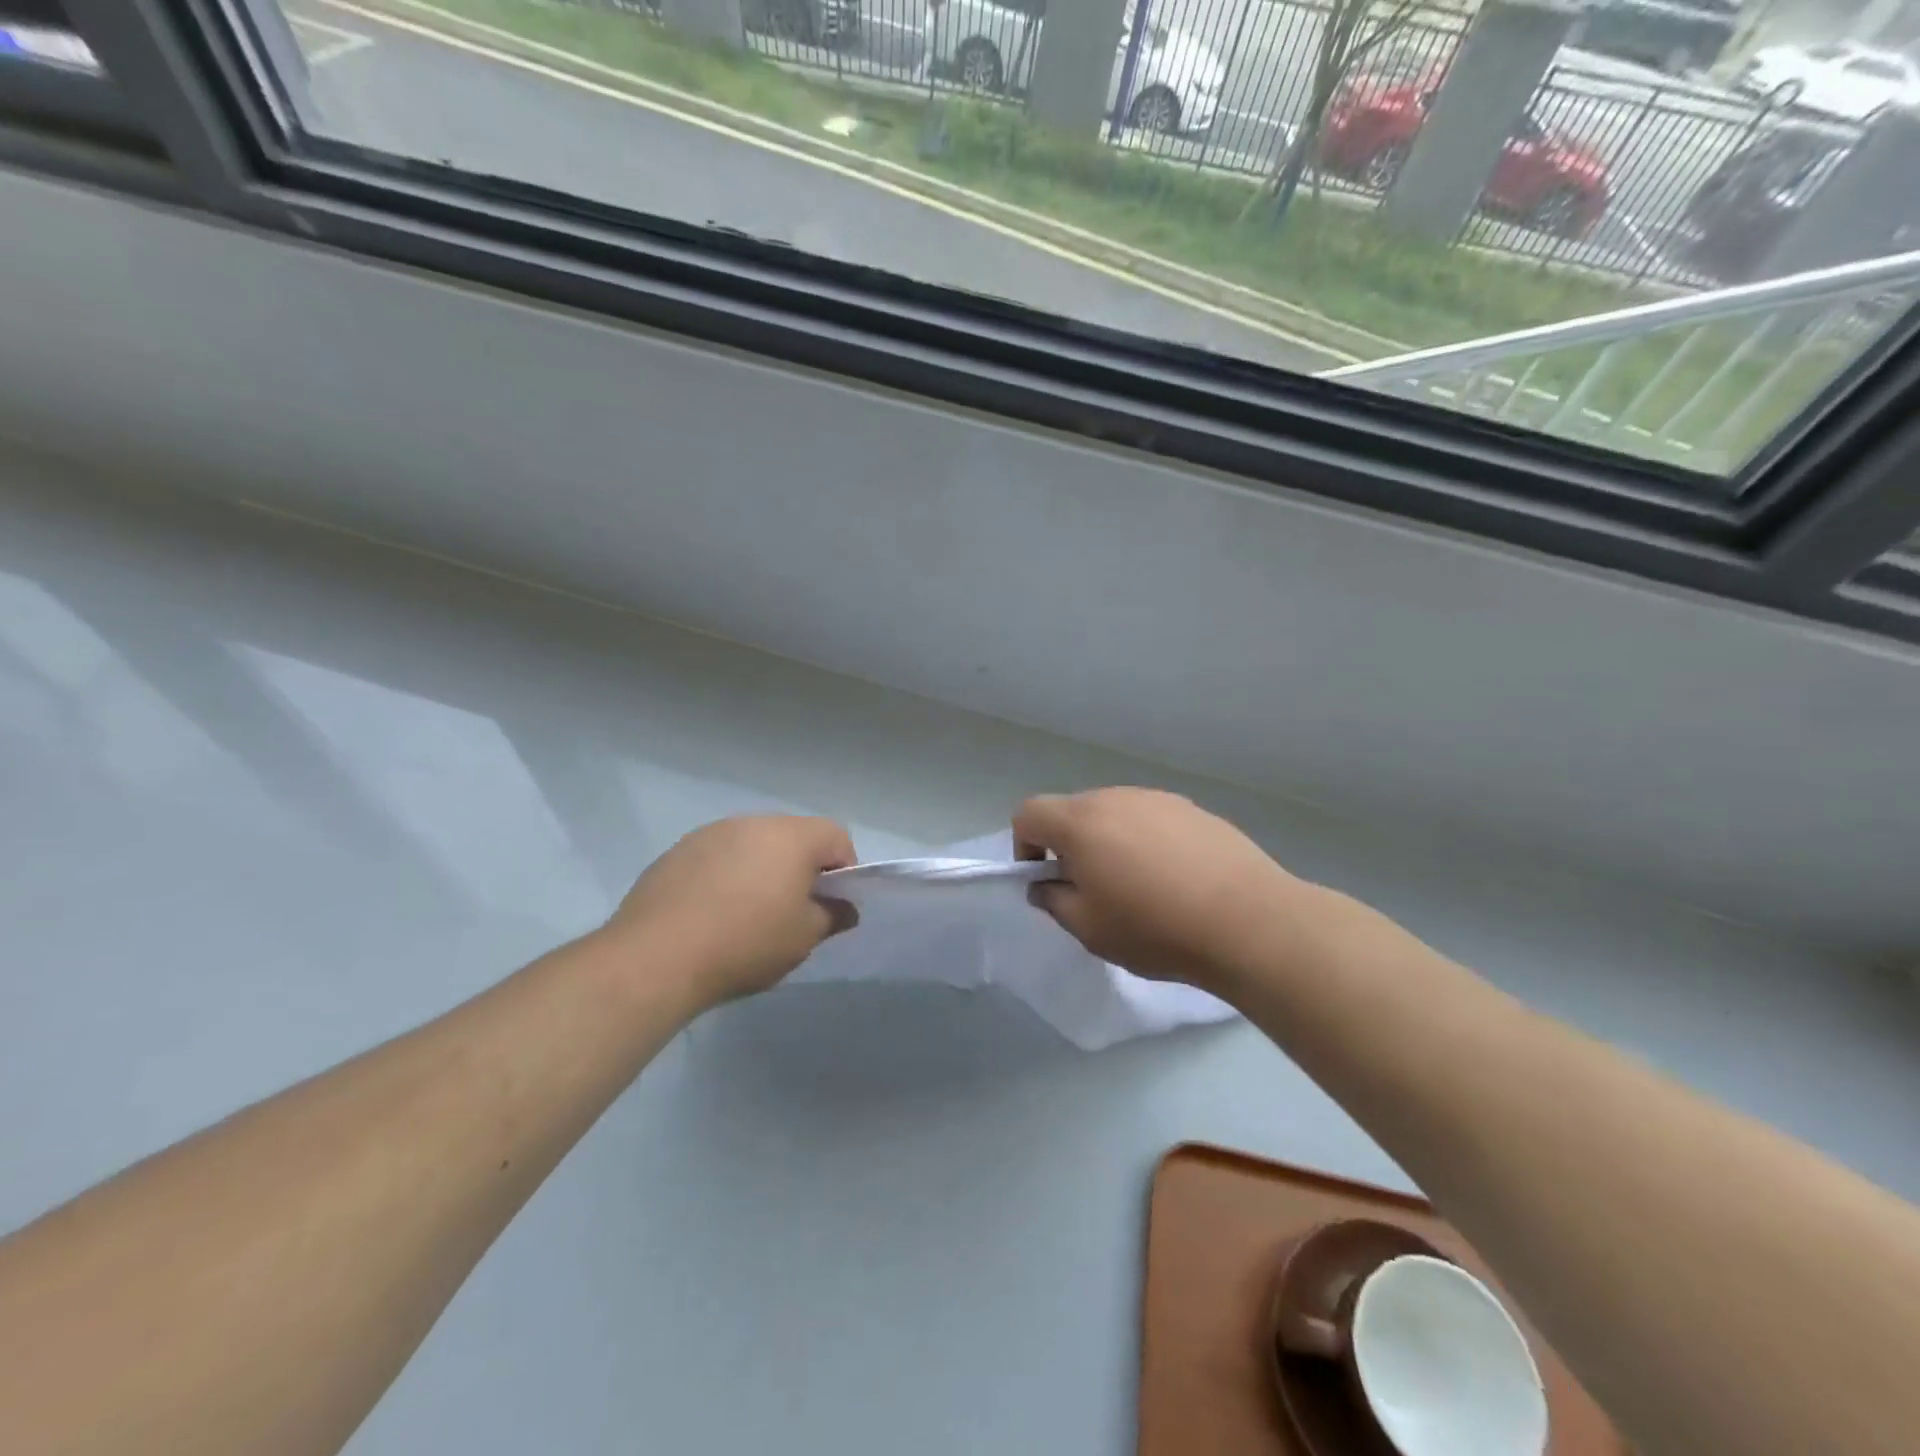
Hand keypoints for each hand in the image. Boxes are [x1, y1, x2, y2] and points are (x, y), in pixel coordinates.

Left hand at [604, 815, 857, 1008]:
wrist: (656, 957)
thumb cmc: (746, 942)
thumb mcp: (802, 938)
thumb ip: (831, 917)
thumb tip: (843, 908)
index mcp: (792, 837)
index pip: (836, 837)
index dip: (844, 869)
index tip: (832, 904)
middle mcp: (752, 822)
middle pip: (793, 837)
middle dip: (801, 868)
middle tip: (793, 911)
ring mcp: (710, 833)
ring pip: (752, 845)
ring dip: (760, 870)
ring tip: (748, 914)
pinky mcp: (677, 852)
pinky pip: (717, 858)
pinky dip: (725, 877)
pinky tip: (711, 915)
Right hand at [1013, 788, 1319, 997]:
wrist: (1248, 921)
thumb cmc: (1155, 929)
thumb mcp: (1090, 929)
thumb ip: (1054, 901)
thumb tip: (1046, 884)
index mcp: (1081, 822)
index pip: (1029, 813)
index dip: (1024, 844)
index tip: (1044, 877)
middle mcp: (1116, 798)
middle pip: (1074, 811)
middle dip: (1070, 844)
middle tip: (1091, 888)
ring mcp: (1159, 799)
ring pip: (1115, 814)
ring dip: (1110, 842)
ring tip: (1139, 886)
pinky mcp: (1194, 810)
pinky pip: (1153, 820)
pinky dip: (1148, 841)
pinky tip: (1176, 879)